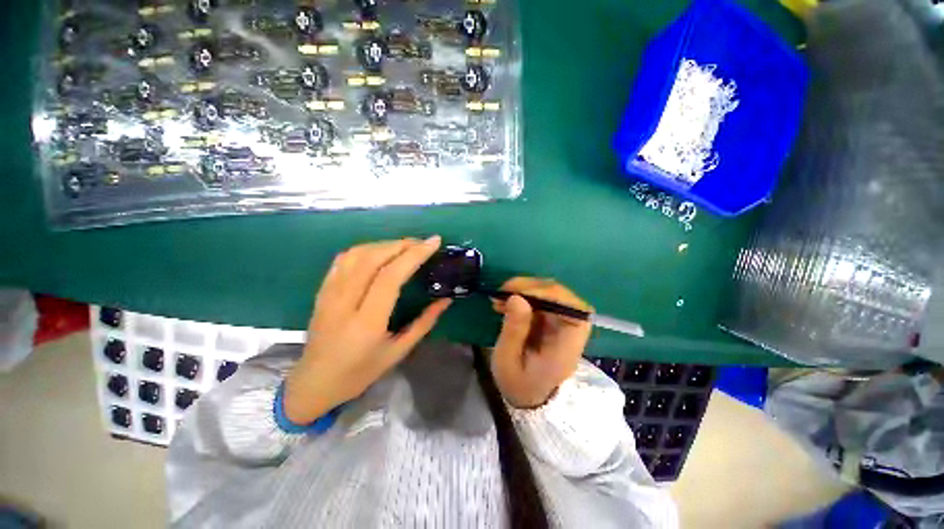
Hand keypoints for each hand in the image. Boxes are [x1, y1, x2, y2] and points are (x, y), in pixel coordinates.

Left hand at [284, 237, 450, 424]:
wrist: (314, 382)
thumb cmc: (360, 372)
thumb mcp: (398, 352)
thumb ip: (424, 323)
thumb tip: (445, 300)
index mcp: (367, 322)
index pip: (391, 276)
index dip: (414, 255)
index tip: (433, 242)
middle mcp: (345, 302)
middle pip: (373, 259)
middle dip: (402, 245)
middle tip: (423, 243)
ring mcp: (329, 294)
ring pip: (357, 254)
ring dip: (385, 244)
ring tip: (405, 246)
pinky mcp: (322, 290)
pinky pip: (343, 259)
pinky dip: (366, 248)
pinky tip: (380, 251)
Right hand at [490, 278, 592, 408]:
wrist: (526, 395)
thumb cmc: (518, 383)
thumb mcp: (508, 361)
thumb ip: (514, 331)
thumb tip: (516, 297)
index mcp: (567, 346)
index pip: (572, 309)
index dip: (548, 294)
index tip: (517, 293)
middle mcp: (570, 330)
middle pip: (561, 296)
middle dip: (530, 288)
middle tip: (502, 292)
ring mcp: (561, 322)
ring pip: (550, 293)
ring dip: (524, 290)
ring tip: (500, 299)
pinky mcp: (551, 319)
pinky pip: (540, 299)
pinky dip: (522, 296)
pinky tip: (505, 302)